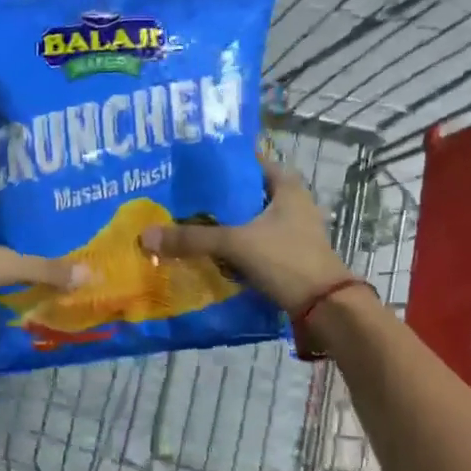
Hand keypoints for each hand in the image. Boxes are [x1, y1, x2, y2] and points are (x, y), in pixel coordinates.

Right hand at [138, 155, 355, 311]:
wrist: (324, 308)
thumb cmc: (286, 260)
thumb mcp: (236, 244)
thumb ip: (192, 239)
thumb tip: (145, 236)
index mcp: (286, 185)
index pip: (246, 162)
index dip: (217, 165)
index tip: (185, 169)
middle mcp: (290, 202)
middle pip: (242, 194)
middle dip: (211, 199)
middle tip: (175, 199)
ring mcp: (289, 230)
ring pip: (245, 221)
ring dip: (219, 225)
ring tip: (182, 224)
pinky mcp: (285, 254)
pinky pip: (250, 243)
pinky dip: (230, 246)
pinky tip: (204, 252)